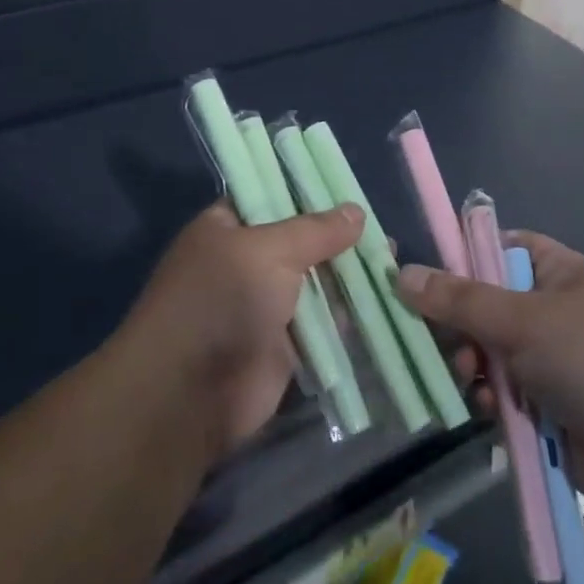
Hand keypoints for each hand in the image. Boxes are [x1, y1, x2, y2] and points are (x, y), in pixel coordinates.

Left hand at [118, 201, 362, 464]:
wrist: (189, 395)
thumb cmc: (221, 301)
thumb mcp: (268, 250)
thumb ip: (315, 231)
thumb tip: (357, 212)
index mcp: (227, 227)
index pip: (271, 196)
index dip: (309, 191)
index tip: (351, 188)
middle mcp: (246, 262)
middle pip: (300, 241)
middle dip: (339, 236)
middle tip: (383, 230)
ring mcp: (265, 305)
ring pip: (316, 282)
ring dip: (349, 274)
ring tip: (394, 259)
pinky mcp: (285, 346)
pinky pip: (323, 322)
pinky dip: (349, 313)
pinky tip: (387, 299)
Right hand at [397, 231, 583, 527]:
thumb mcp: (523, 321)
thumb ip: (460, 299)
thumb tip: (401, 274)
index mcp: (561, 274)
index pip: (502, 248)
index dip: (465, 256)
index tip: (427, 276)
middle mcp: (556, 311)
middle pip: (488, 303)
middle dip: (462, 322)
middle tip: (444, 339)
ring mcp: (553, 360)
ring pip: (490, 350)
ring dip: (472, 363)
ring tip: (466, 376)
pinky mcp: (549, 406)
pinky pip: (502, 391)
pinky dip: (489, 397)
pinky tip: (484, 409)